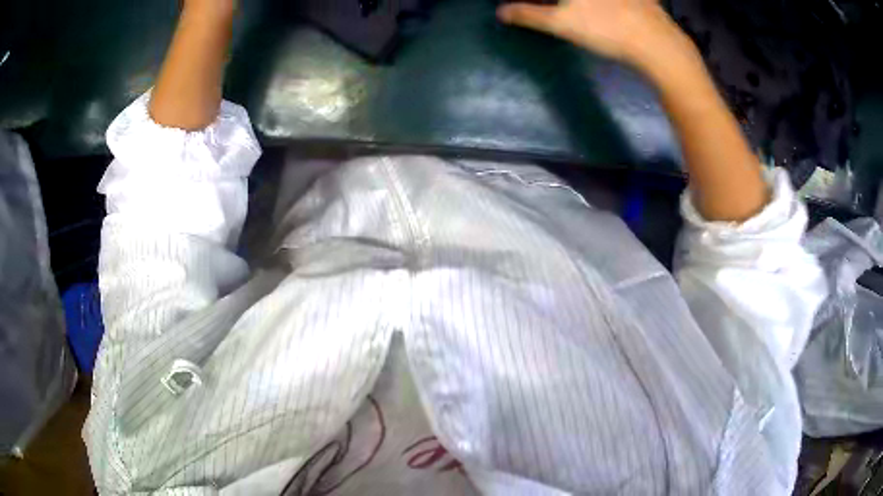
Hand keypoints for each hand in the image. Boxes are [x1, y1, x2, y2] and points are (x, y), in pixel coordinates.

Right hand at [497, 0, 690, 69]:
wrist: (657, 44)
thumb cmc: (605, 30)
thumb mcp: (560, 23)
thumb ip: (527, 14)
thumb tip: (501, 11)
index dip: (531, 2)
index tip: (530, 7)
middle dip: (551, 3)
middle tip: (547, 10)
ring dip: (575, 5)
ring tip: (573, 11)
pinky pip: (612, 0)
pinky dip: (601, 5)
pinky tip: (603, 12)